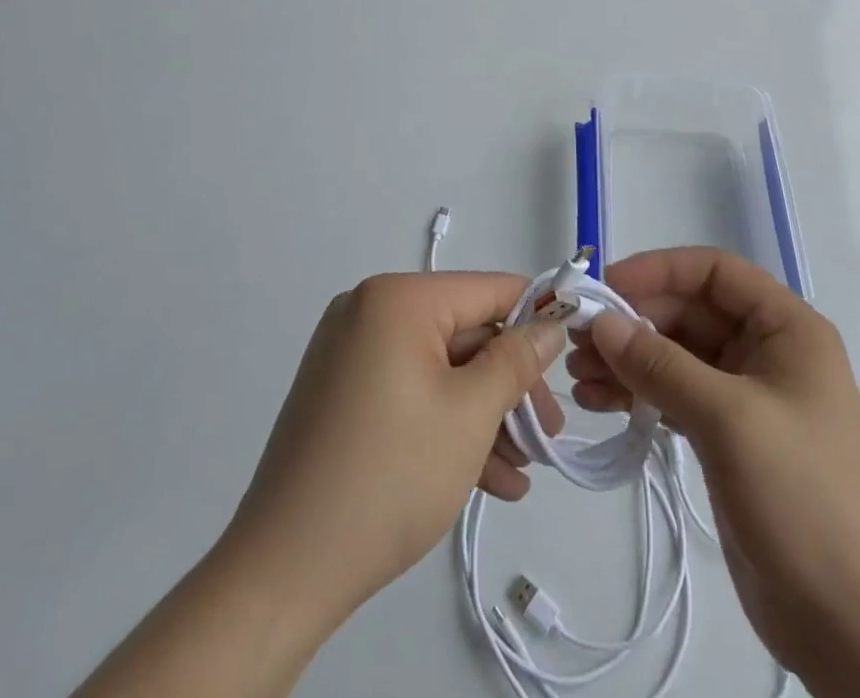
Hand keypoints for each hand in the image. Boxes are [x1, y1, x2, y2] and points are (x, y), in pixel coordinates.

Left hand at [226, 271, 566, 619]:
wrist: (285, 569)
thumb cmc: (390, 476)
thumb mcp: (470, 414)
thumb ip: (517, 361)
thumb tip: (550, 325)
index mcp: (397, 298)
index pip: (486, 290)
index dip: (536, 317)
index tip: (573, 353)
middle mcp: (370, 311)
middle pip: (464, 335)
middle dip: (509, 387)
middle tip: (547, 435)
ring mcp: (351, 353)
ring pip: (439, 370)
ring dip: (484, 416)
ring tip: (523, 470)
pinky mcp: (342, 394)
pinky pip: (410, 392)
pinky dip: (446, 426)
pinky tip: (488, 479)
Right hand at [569, 248, 859, 697]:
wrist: (846, 625)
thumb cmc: (799, 497)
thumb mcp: (727, 418)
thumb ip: (660, 364)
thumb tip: (601, 322)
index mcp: (787, 329)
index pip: (715, 272)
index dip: (659, 270)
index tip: (607, 287)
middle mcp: (767, 351)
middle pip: (689, 312)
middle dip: (633, 323)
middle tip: (577, 340)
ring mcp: (747, 396)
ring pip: (676, 354)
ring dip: (628, 359)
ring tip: (577, 376)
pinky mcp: (728, 436)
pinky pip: (674, 394)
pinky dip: (638, 393)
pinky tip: (598, 403)